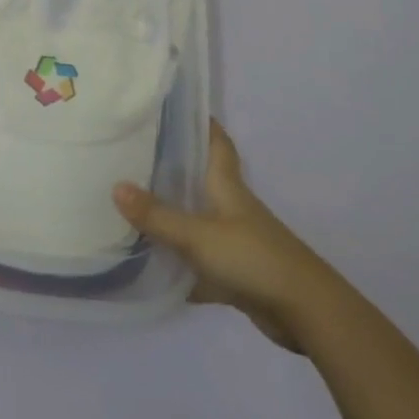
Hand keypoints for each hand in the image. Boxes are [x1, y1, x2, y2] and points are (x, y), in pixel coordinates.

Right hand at [114, 120, 322, 350]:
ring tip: (131, 203)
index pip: (217, 143)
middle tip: (133, 152)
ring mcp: (234, 241)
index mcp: (227, 186)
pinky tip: (148, 265)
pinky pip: (197, 261)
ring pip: (196, 220)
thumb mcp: (198, 234)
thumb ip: (157, 216)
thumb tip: (115, 187)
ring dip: (171, 215)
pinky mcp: (234, 273)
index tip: (175, 107)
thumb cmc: (252, 257)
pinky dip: (177, 263)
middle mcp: (231, 207)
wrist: (303, 311)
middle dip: (173, 166)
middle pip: (201, 179)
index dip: (202, 123)